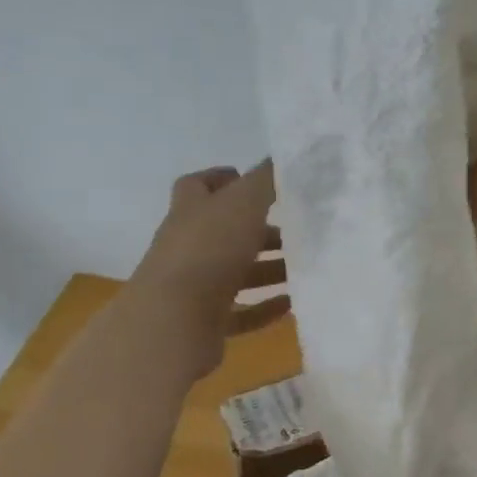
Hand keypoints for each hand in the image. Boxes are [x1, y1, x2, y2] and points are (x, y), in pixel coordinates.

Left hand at [130, 162, 289, 377]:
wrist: (173, 318)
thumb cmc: (209, 249)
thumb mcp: (244, 203)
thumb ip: (267, 179)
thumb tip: (286, 155)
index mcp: (191, 211)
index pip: (198, 186)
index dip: (222, 179)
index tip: (252, 180)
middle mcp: (188, 245)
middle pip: (225, 231)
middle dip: (260, 230)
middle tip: (296, 230)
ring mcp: (194, 286)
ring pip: (235, 272)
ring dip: (268, 269)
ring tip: (303, 268)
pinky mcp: (204, 321)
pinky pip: (239, 312)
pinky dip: (264, 308)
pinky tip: (291, 304)